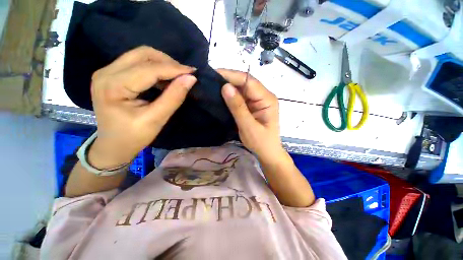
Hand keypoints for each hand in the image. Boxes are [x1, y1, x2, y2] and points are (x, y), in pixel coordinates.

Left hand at [89, 46, 196, 168]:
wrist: (113, 145)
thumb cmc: (133, 136)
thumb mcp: (157, 119)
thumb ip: (174, 97)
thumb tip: (190, 79)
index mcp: (113, 86)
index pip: (149, 69)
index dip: (174, 69)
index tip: (193, 72)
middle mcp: (106, 73)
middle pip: (142, 54)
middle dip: (168, 62)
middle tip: (185, 75)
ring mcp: (106, 71)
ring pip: (140, 56)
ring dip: (162, 64)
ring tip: (177, 77)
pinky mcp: (111, 74)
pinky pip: (137, 62)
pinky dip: (155, 68)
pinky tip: (164, 79)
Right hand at [217, 69, 283, 161]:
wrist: (267, 153)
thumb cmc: (261, 143)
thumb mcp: (248, 127)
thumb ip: (238, 107)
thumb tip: (225, 87)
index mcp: (267, 99)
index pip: (248, 80)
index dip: (231, 75)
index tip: (213, 74)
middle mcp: (263, 96)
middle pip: (245, 82)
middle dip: (228, 79)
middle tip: (209, 79)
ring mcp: (257, 101)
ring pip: (242, 89)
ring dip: (228, 86)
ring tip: (211, 85)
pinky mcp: (252, 106)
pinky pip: (240, 97)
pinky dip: (230, 95)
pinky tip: (220, 95)